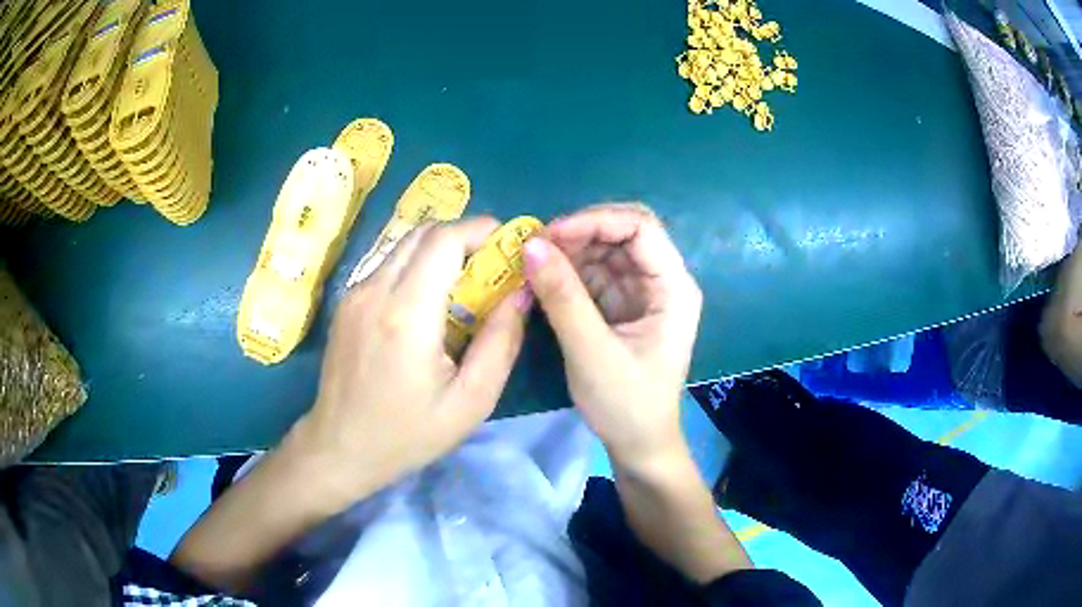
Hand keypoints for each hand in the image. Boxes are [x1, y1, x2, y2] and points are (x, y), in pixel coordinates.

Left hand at [296, 217, 530, 500]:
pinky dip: (417, 268)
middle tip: (492, 267)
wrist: (339, 448)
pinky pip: (388, 266)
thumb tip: (522, 293)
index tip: (510, 247)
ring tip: (465, 286)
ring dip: (440, 251)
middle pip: (424, 233)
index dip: (482, 231)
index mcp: (406, 313)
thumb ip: (501, 341)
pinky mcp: (346, 303)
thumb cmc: (408, 434)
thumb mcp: (471, 401)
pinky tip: (429, 305)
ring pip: (404, 246)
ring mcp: (354, 294)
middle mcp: (375, 290)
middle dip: (465, 237)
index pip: (444, 239)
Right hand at [524, 204, 701, 469]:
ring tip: (533, 262)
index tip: (551, 234)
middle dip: (581, 232)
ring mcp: (642, 293)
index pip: (641, 227)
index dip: (596, 221)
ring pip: (607, 250)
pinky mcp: (622, 306)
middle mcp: (662, 281)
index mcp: (673, 288)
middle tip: (536, 246)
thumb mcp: (591, 352)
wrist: (638, 445)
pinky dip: (569, 271)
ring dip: (571, 250)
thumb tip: (530, 245)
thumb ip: (562, 297)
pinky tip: (544, 278)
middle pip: (624, 232)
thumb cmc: (626, 404)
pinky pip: (595, 274)